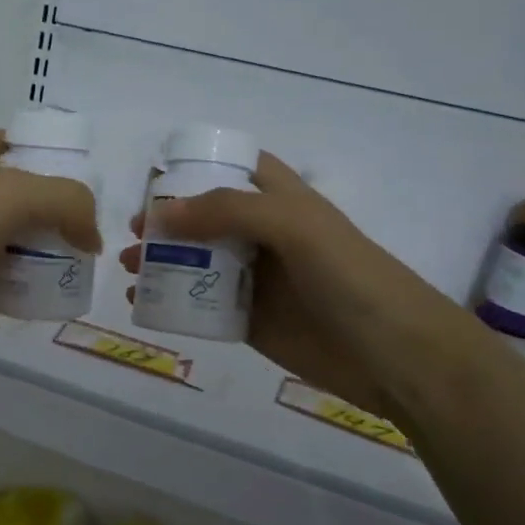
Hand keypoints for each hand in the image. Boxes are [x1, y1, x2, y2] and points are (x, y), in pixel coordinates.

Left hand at [0, 129, 101, 366]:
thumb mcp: (18, 193)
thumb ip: (69, 203)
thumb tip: (91, 240)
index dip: (25, 145)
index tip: (63, 165)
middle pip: (18, 195)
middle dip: (52, 205)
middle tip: (89, 221)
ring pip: (19, 240)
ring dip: (50, 249)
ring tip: (89, 260)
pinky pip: (14, 282)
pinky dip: (37, 286)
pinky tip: (63, 293)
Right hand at [118, 152, 471, 416]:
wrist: (396, 357)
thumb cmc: (351, 278)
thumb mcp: (295, 227)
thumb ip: (229, 212)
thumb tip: (159, 214)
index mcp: (283, 200)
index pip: (236, 169)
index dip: (198, 167)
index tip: (155, 178)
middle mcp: (266, 235)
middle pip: (207, 217)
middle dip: (167, 219)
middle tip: (131, 231)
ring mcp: (258, 280)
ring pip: (199, 260)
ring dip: (162, 259)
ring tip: (127, 267)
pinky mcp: (251, 321)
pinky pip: (202, 304)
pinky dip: (172, 300)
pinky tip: (144, 302)